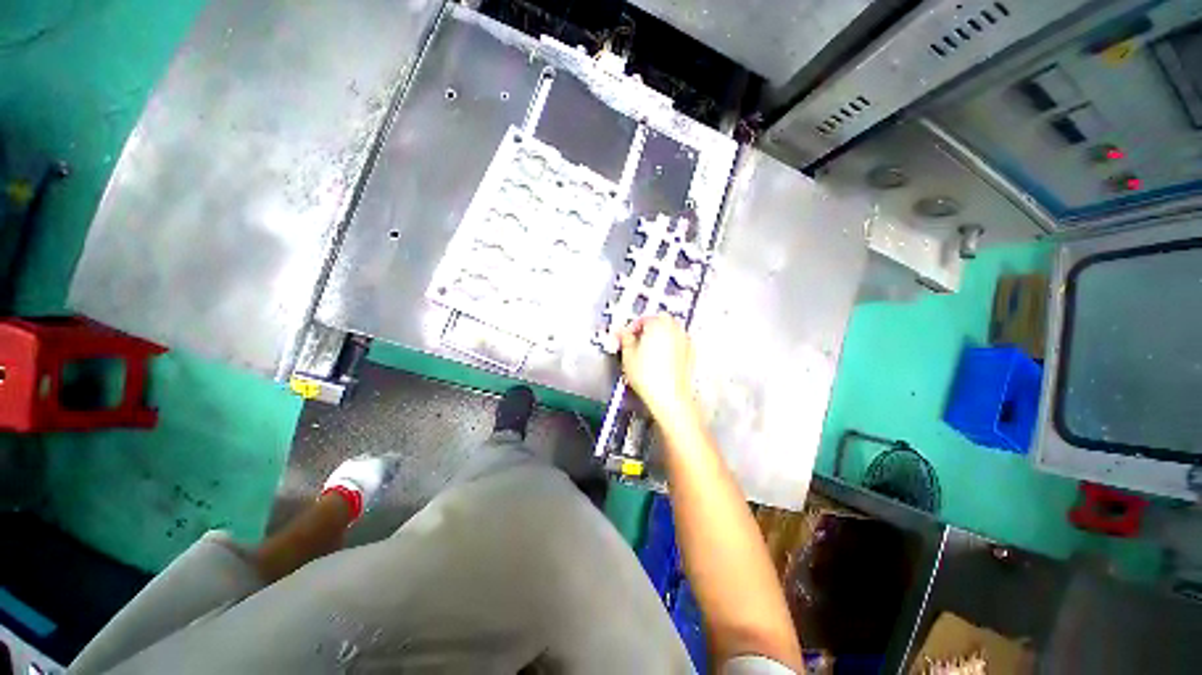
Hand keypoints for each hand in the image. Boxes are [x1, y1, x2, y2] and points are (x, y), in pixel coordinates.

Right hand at [618, 314, 697, 421]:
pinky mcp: (690, 353)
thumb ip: (625, 339)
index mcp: (658, 324)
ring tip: (649, 350)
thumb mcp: (628, 356)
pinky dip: (670, 345)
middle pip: (660, 320)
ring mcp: (684, 340)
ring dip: (660, 335)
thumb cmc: (649, 377)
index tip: (626, 336)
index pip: (643, 318)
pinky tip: (661, 358)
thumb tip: (623, 332)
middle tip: (637, 341)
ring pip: (671, 330)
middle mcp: (674, 329)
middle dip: (648, 328)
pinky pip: (679, 342)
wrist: (670, 397)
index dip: (632, 327)